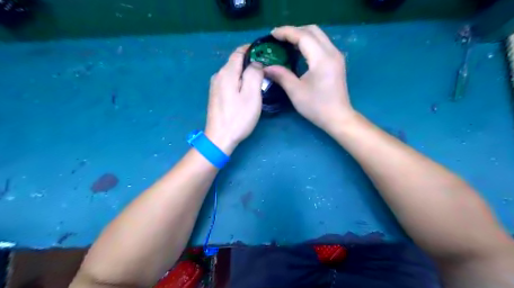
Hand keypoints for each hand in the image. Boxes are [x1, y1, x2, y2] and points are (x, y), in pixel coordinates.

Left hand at [204, 44, 262, 154]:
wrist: (220, 138)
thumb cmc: (238, 117)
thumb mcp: (251, 94)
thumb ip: (254, 73)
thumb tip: (256, 63)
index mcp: (227, 72)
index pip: (239, 52)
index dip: (251, 49)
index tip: (264, 53)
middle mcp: (218, 75)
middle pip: (235, 62)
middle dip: (250, 63)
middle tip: (265, 71)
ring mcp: (215, 86)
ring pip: (232, 73)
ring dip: (244, 74)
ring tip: (258, 81)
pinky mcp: (215, 95)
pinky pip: (229, 82)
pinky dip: (238, 82)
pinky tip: (245, 91)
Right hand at [262, 25, 355, 131]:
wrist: (338, 117)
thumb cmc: (317, 106)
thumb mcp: (296, 91)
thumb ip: (281, 75)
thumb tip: (266, 67)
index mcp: (322, 58)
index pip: (303, 36)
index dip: (286, 32)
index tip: (272, 34)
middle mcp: (332, 52)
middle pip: (313, 30)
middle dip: (294, 31)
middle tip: (279, 39)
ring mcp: (336, 56)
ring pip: (319, 36)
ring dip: (302, 36)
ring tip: (286, 43)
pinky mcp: (337, 62)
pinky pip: (322, 44)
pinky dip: (309, 43)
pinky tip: (299, 52)